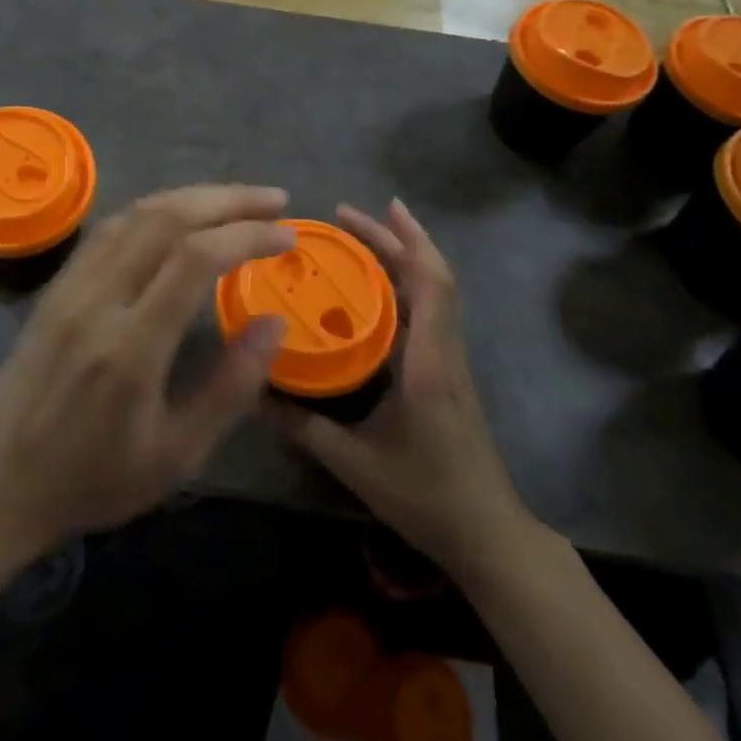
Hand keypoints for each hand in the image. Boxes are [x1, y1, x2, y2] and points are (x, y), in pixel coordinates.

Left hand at [0, 185, 293, 560]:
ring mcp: (70, 288)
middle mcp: (97, 302)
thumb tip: (274, 322)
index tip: (287, 236)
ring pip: (135, 214)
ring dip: (191, 196)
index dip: (247, 234)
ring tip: (237, 200)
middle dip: (227, 199)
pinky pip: (109, 229)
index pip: (195, 259)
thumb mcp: (176, 456)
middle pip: (166, 219)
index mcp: (131, 349)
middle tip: (276, 200)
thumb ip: (230, 388)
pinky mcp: (56, 287)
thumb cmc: (94, 480)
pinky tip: (178, 216)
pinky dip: (153, 210)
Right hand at [274, 199, 536, 581]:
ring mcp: (449, 361)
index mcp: (430, 363)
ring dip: (400, 259)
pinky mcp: (446, 373)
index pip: (431, 285)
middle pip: (431, 277)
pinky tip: (369, 293)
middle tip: (346, 216)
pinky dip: (402, 287)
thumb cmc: (426, 494)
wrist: (485, 532)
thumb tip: (255, 393)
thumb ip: (305, 427)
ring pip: (432, 293)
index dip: (411, 240)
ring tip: (356, 241)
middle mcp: (444, 351)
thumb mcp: (356, 463)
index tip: (383, 207)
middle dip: (394, 239)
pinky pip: (427, 313)